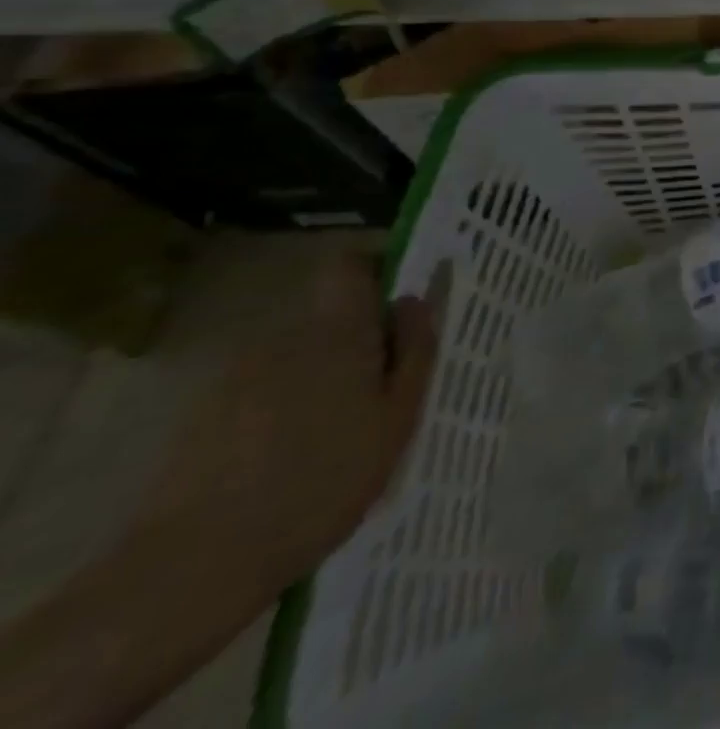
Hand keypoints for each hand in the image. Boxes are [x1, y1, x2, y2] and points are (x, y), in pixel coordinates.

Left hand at [142, 248, 436, 590]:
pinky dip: (280, 412)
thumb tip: (414, 301)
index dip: (377, 270)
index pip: (350, 266)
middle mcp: (282, 339)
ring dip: (320, 379)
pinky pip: (260, 392)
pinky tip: (288, 463)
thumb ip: (414, 350)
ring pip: (295, 358)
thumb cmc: (321, 482)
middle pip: (328, 318)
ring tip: (336, 437)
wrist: (190, 568)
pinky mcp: (201, 418)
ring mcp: (233, 378)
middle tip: (381, 391)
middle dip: (357, 342)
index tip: (402, 304)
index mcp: (335, 331)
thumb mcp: (397, 418)